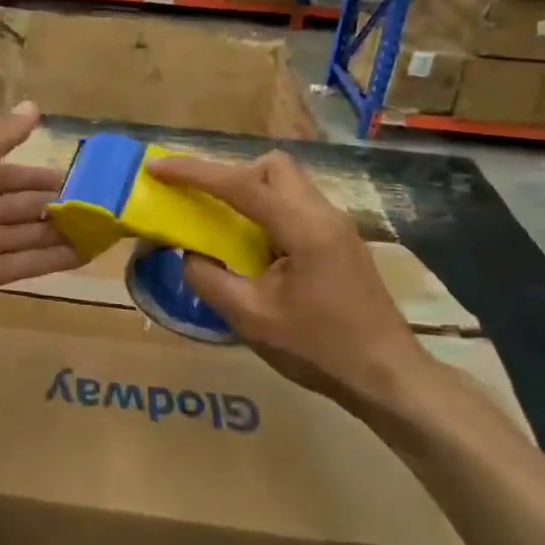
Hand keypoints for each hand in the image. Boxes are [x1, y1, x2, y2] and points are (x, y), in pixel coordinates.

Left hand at [0, 102, 82, 328]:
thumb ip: (5, 132)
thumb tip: (33, 106)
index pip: (9, 173)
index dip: (38, 175)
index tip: (75, 177)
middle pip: (20, 205)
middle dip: (54, 204)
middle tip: (95, 206)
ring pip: (28, 234)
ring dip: (60, 231)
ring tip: (99, 230)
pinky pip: (27, 263)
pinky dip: (55, 259)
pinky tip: (87, 255)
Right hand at [146, 151, 431, 417]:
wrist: (388, 378)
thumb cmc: (319, 349)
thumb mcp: (250, 319)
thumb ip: (208, 278)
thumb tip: (189, 252)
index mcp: (303, 228)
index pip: (240, 184)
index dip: (193, 172)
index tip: (156, 168)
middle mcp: (323, 214)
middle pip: (272, 167)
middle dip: (231, 174)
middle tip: (202, 201)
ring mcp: (337, 226)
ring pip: (286, 184)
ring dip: (249, 192)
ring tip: (223, 225)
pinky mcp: (340, 242)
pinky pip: (295, 206)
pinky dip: (266, 211)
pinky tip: (254, 248)